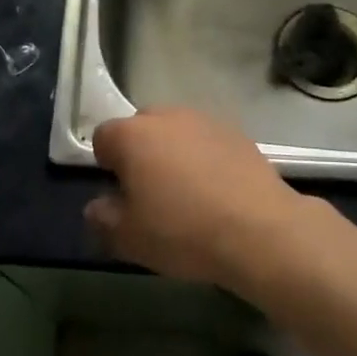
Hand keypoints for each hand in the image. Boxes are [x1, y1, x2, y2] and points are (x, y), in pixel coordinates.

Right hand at [85, 108, 311, 288]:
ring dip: (174, 153)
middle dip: (140, 153)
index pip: (103, 137)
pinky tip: (217, 191)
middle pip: (141, 128)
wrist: (259, 231)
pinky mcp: (239, 134)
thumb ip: (103, 218)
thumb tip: (97, 206)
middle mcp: (167, 117)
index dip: (106, 164)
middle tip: (150, 193)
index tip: (120, 193)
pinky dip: (206, 158)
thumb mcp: (129, 238)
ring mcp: (206, 121)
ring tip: (187, 193)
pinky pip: (208, 142)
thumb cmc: (182, 231)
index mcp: (133, 135)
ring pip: (177, 132)